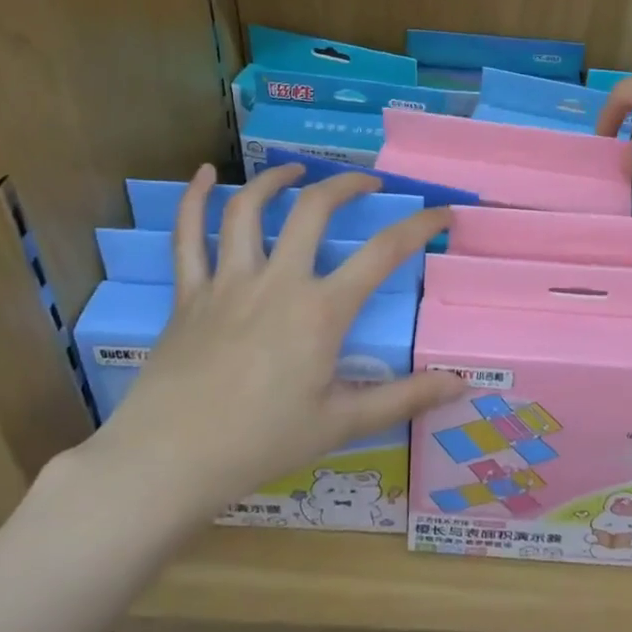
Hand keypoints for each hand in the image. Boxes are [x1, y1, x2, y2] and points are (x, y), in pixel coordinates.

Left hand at [80, 162, 460, 522]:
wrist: (169, 461)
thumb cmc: (261, 444)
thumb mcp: (342, 424)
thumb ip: (404, 398)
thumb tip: (462, 382)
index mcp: (321, 311)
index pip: (383, 253)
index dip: (420, 225)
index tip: (442, 212)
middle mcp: (277, 281)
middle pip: (313, 210)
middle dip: (346, 185)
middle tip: (368, 182)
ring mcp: (227, 282)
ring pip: (248, 210)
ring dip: (276, 180)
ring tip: (297, 170)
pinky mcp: (189, 294)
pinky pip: (187, 236)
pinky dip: (194, 199)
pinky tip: (205, 173)